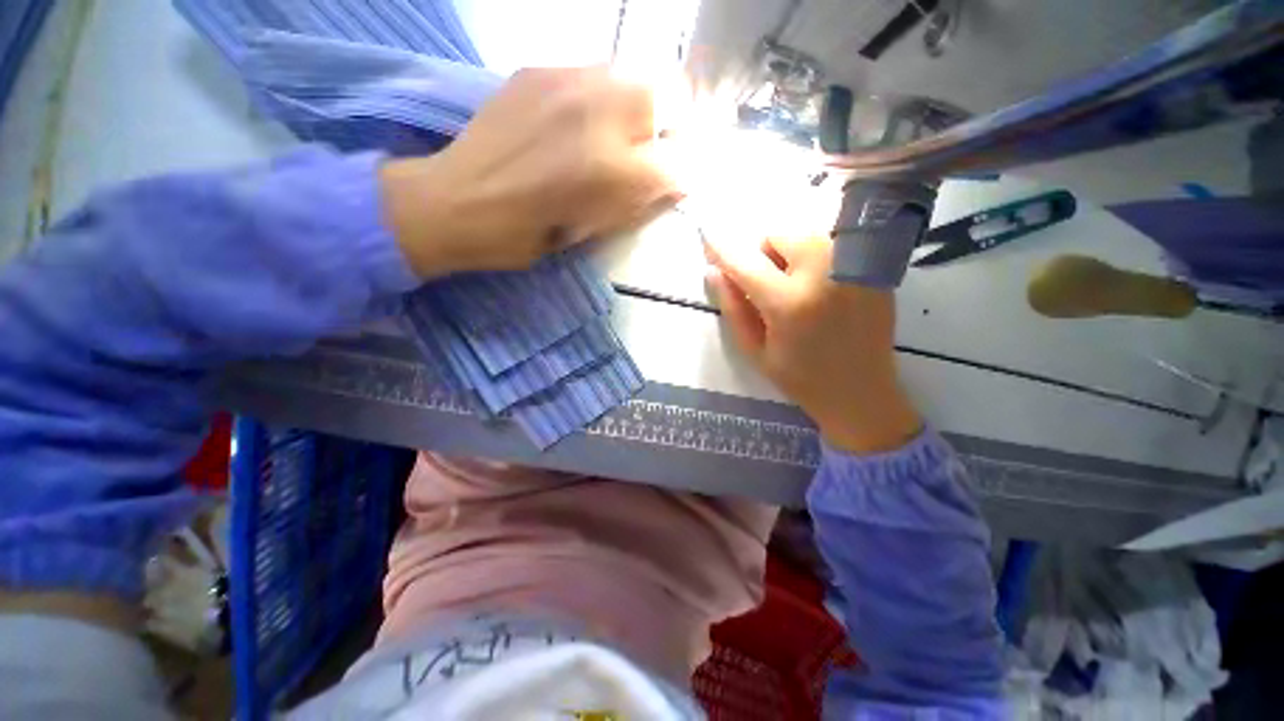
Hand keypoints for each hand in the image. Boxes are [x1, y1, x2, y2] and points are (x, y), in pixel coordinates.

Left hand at [382, 66, 674, 276]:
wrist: (458, 202)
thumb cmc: (529, 235)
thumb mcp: (596, 231)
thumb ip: (641, 201)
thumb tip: (672, 180)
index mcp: (612, 172)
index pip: (679, 159)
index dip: (684, 170)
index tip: (675, 179)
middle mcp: (599, 115)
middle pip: (669, 98)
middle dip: (675, 126)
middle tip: (657, 151)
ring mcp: (567, 82)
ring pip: (635, 75)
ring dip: (642, 106)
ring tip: (622, 134)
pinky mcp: (540, 71)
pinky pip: (596, 72)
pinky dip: (606, 96)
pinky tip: (585, 121)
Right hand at [704, 234, 921, 453]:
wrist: (862, 392)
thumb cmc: (800, 378)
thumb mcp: (755, 350)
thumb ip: (733, 308)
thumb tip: (714, 271)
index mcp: (789, 303)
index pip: (745, 262)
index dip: (721, 248)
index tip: (706, 236)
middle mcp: (823, 274)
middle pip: (779, 234)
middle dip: (763, 252)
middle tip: (766, 283)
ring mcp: (853, 267)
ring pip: (807, 234)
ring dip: (789, 251)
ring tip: (794, 284)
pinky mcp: (871, 269)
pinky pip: (833, 244)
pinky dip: (815, 256)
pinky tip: (820, 287)